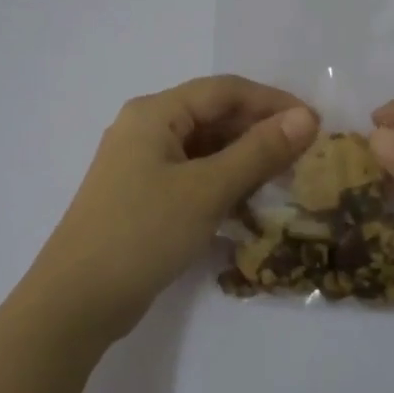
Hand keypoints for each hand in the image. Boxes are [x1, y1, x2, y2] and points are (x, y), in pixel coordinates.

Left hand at [25, 76, 318, 345]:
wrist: (78, 301)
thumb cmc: (143, 233)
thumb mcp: (207, 190)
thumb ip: (258, 151)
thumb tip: (306, 118)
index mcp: (155, 113)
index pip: (225, 91)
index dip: (273, 101)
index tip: (315, 123)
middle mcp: (146, 130)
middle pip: (214, 116)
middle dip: (260, 131)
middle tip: (305, 156)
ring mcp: (142, 166)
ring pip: (205, 149)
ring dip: (245, 160)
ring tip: (285, 180)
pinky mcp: (144, 198)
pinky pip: (193, 176)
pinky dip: (223, 183)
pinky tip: (250, 203)